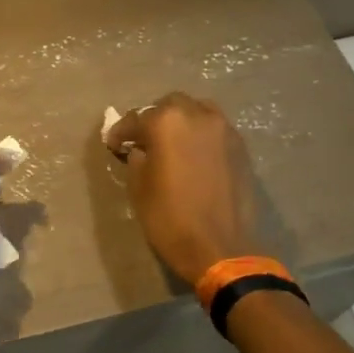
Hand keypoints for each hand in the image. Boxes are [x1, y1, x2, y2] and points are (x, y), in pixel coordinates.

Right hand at [105, 93, 259, 283]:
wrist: (219, 247)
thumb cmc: (169, 218)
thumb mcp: (138, 189)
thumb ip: (136, 159)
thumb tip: (140, 150)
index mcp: (167, 123)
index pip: (135, 119)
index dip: (120, 132)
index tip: (113, 144)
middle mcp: (198, 115)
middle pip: (170, 105)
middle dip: (153, 119)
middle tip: (143, 141)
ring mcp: (224, 130)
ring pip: (197, 112)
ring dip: (181, 123)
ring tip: (171, 144)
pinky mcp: (241, 147)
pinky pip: (215, 130)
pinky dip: (200, 136)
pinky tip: (193, 156)